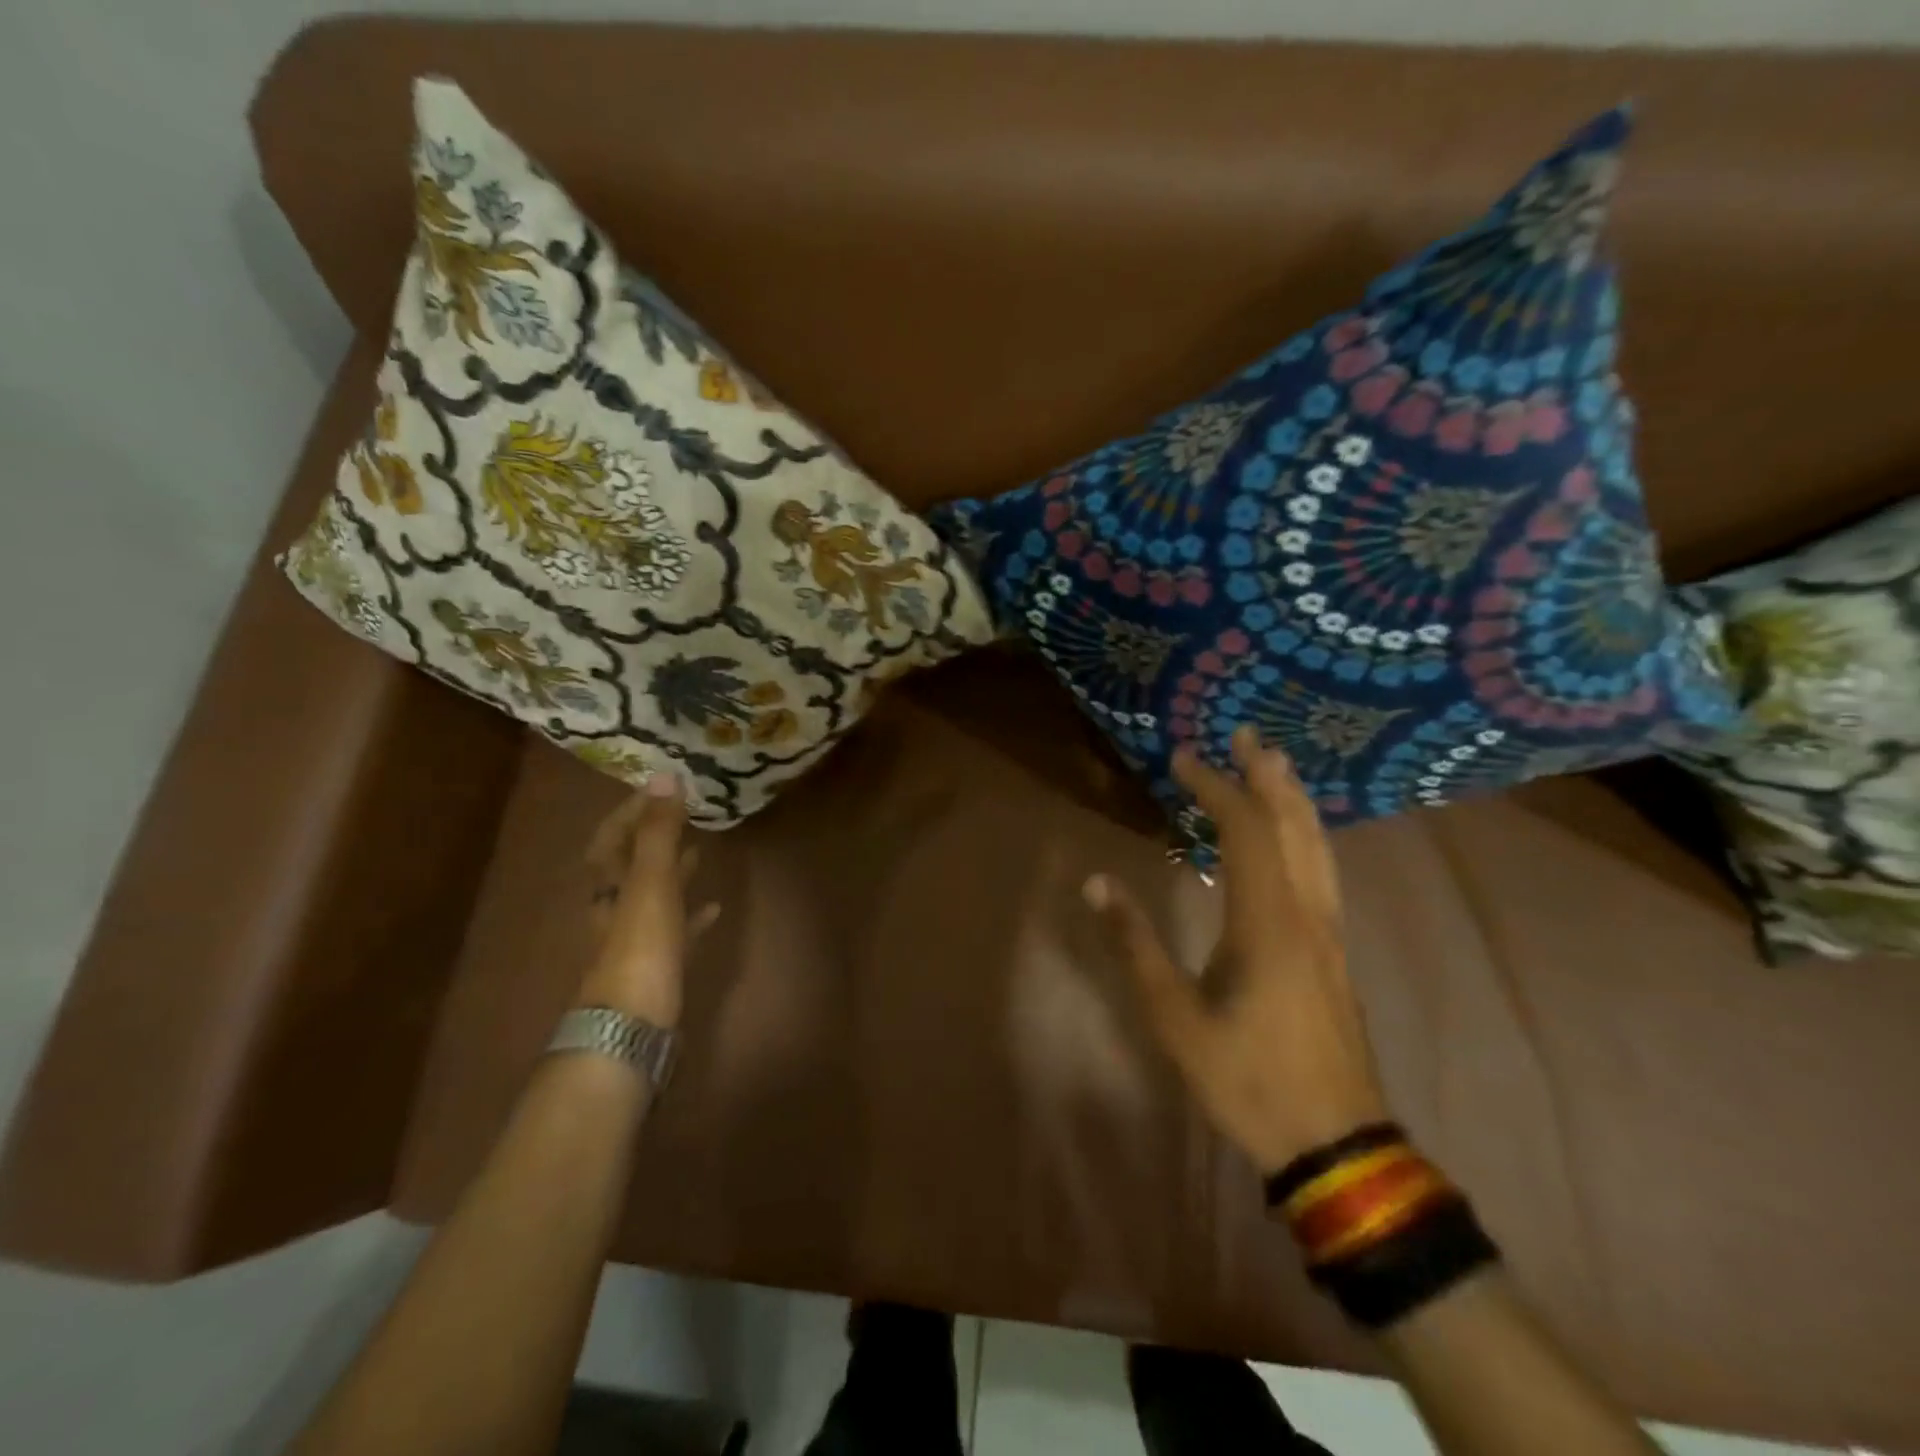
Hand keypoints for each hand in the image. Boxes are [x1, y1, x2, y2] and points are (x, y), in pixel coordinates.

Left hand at [579, 777, 718, 1027]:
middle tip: (684, 814)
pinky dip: (691, 913)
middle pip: (630, 863)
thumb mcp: (651, 882)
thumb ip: (658, 832)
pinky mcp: (657, 965)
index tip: (663, 788)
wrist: (632, 1028)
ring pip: (654, 894)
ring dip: (674, 870)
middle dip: (654, 836)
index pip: (613, 835)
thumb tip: (665, 776)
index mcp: (607, 884)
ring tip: (701, 850)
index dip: (634, 810)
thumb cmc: (640, 947)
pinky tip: (713, 908)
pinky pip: (675, 928)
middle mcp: (614, 906)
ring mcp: (634, 938)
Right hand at [1084, 725, 1388, 1173]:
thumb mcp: (1175, 1015)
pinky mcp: (1334, 951)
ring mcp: (1329, 932)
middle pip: (1293, 825)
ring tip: (1274, 765)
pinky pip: (1321, 870)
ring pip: (1317, 846)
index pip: (1245, 831)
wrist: (1334, 1142)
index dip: (1214, 787)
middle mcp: (1307, 912)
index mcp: (1268, 921)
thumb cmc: (1248, 1077)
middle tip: (1247, 735)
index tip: (1182, 758)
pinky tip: (1295, 836)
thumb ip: (1136, 943)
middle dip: (1268, 775)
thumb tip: (1096, 883)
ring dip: (1293, 799)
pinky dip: (1305, 834)